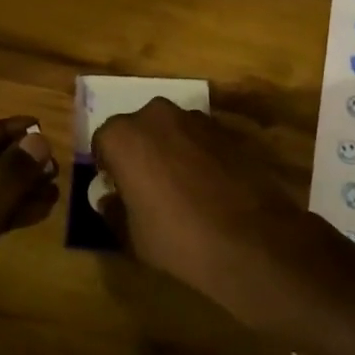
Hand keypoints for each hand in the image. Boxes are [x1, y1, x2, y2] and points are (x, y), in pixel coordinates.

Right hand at [91, 99, 312, 295]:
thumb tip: (109, 199)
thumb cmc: (177, 237)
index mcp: (124, 136)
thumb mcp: (132, 235)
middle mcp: (157, 115)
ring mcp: (196, 119)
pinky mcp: (227, 130)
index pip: (103, 142)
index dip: (109, 167)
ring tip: (180, 187)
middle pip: (138, 129)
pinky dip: (198, 155)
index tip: (117, 189)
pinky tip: (208, 187)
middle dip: (139, 151)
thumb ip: (114, 210)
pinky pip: (200, 139)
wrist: (251, 239)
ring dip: (170, 150)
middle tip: (146, 186)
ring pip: (171, 131)